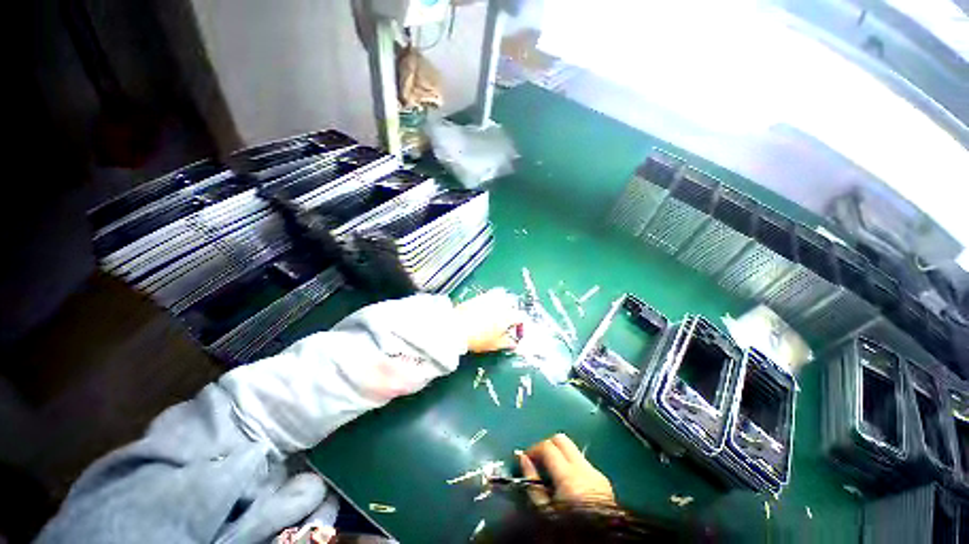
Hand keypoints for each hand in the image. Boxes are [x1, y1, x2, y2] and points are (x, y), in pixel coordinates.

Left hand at [455, 289, 525, 352]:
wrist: (457, 327)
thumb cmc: (478, 338)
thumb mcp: (495, 345)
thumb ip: (507, 343)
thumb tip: (514, 343)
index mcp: (508, 316)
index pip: (520, 316)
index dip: (520, 323)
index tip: (516, 329)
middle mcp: (501, 304)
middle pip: (513, 302)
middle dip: (513, 309)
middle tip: (508, 318)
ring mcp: (490, 297)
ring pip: (502, 295)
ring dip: (504, 301)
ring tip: (498, 310)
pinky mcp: (479, 295)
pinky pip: (490, 295)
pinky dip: (492, 299)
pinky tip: (487, 308)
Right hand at [519, 433, 614, 505]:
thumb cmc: (568, 532)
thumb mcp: (544, 512)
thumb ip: (532, 482)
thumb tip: (523, 458)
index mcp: (569, 476)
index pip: (547, 447)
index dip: (533, 449)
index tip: (525, 459)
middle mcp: (585, 469)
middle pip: (562, 440)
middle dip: (547, 445)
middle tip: (537, 460)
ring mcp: (596, 473)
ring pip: (573, 449)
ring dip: (560, 455)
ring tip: (551, 473)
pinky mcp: (604, 481)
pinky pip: (583, 463)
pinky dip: (571, 465)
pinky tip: (566, 483)